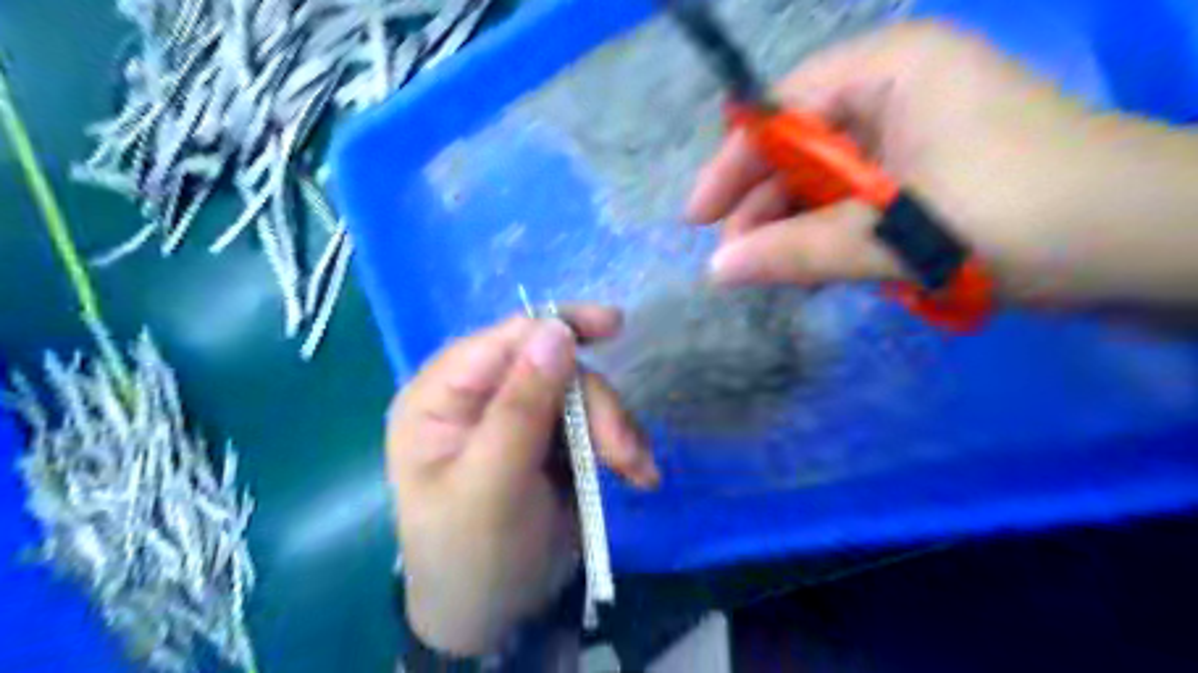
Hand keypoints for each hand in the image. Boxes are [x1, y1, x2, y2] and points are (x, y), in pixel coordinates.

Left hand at [388, 310, 658, 656]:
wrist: (495, 617)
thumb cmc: (472, 554)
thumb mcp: (492, 484)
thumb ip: (521, 407)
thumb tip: (556, 329)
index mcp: (443, 394)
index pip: (505, 338)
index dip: (560, 324)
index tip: (615, 327)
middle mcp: (481, 395)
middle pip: (555, 367)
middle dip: (597, 407)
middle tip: (624, 454)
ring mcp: (520, 416)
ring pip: (583, 394)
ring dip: (616, 430)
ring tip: (636, 471)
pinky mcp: (553, 440)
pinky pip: (596, 422)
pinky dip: (621, 445)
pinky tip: (636, 473)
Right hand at [687, 18, 1197, 305]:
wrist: (1149, 249)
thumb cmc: (1024, 216)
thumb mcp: (898, 234)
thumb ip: (799, 252)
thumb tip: (716, 272)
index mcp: (889, 71)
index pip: (781, 111)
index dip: (734, 164)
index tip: (699, 219)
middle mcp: (893, 94)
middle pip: (798, 149)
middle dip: (764, 206)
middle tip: (736, 264)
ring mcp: (909, 140)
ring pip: (824, 184)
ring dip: (796, 230)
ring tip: (774, 277)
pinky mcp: (923, 181)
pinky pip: (854, 206)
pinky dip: (831, 240)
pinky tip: (817, 272)